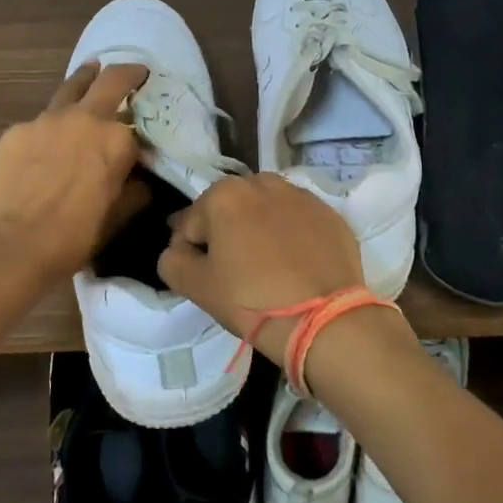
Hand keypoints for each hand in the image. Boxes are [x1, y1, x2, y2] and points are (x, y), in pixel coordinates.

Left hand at [0, 62, 150, 285]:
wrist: (12, 246)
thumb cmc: (73, 237)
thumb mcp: (116, 216)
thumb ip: (132, 190)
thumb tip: (139, 180)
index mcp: (116, 140)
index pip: (136, 128)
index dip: (139, 136)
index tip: (140, 142)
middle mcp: (85, 119)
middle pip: (110, 79)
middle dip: (126, 73)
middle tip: (133, 73)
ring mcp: (46, 120)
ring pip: (70, 88)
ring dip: (84, 82)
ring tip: (89, 77)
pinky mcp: (16, 131)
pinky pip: (38, 123)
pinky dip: (48, 129)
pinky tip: (42, 148)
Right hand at [158, 174, 376, 371]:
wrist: (324, 320)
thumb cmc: (251, 300)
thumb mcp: (196, 287)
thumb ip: (172, 260)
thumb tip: (178, 250)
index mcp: (224, 194)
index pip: (191, 223)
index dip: (190, 251)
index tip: (202, 276)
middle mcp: (263, 182)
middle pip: (230, 208)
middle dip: (227, 232)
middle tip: (234, 271)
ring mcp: (301, 195)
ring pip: (266, 209)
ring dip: (260, 228)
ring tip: (267, 265)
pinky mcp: (330, 214)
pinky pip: (298, 220)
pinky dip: (292, 235)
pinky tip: (296, 265)